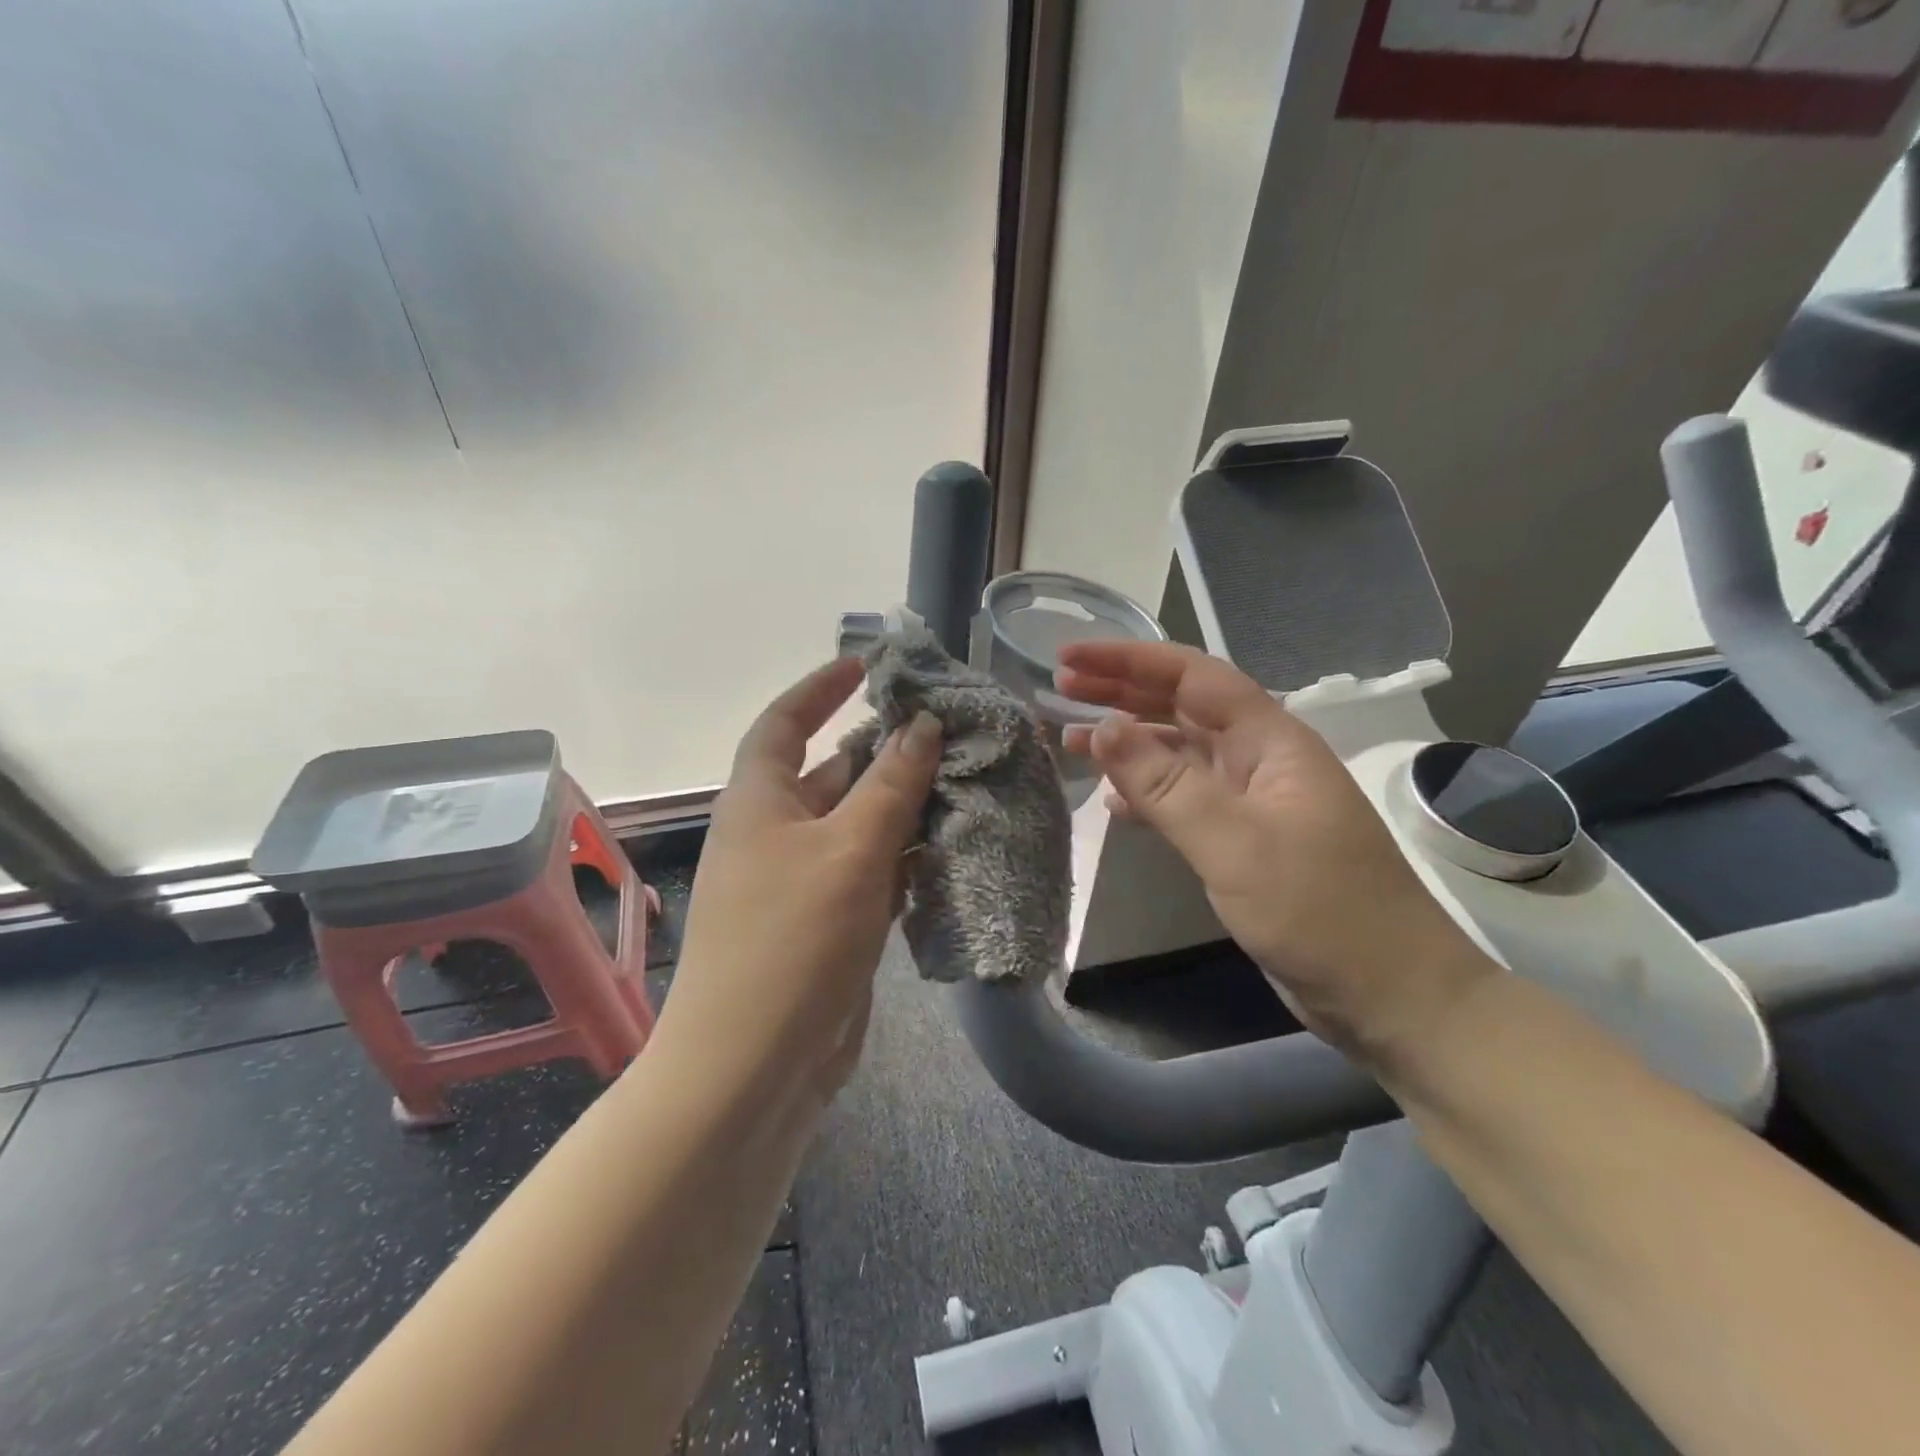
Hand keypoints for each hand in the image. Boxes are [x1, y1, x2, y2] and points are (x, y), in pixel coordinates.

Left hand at [652, 658, 940, 1112]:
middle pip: (833, 772)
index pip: (785, 722)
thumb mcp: (849, 849)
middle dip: (886, 750)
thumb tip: (920, 724)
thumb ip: (890, 783)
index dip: (822, 688)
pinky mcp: (829, 922)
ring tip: (966, 782)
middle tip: (949, 730)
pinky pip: (870, 872)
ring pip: (859, 824)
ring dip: (905, 806)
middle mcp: (776, 832)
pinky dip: (905, 857)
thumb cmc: (793, 939)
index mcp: (760, 800)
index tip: (869, 666)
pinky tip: (950, 849)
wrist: (754, 1066)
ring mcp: (803, 880)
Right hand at [1057, 641, 1493, 1066]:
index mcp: (1269, 741)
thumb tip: (1103, 727)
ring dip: (1127, 743)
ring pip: (1178, 754)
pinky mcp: (1242, 841)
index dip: (1128, 659)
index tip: (1070, 655)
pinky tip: (1113, 802)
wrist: (1388, 993)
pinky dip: (1145, 794)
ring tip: (1069, 738)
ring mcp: (1251, 802)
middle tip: (1059, 686)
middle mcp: (1258, 760)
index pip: (1192, 676)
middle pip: (1182, 707)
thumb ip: (1165, 784)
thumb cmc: (1318, 910)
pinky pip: (1183, 800)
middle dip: (1121, 691)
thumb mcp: (1234, 843)